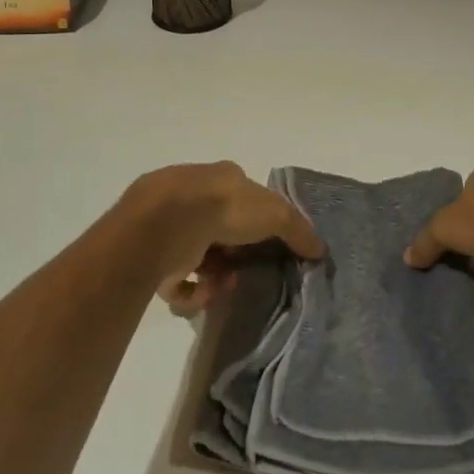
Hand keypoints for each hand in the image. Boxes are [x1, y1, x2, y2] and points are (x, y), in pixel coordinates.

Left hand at [128, 162, 323, 314]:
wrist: (169, 221)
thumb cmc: (225, 207)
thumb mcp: (275, 213)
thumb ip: (298, 230)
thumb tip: (320, 250)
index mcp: (222, 179)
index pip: (244, 198)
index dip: (259, 223)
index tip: (268, 247)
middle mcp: (194, 197)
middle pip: (222, 231)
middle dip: (236, 255)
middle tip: (246, 272)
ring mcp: (171, 225)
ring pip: (200, 257)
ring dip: (216, 276)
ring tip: (223, 286)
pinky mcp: (153, 255)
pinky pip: (176, 281)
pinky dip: (192, 292)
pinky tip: (203, 294)